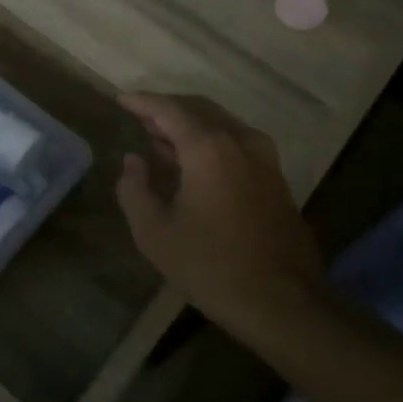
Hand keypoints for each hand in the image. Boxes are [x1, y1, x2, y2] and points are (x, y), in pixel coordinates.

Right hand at [115, 93, 326, 348]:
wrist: (282, 302)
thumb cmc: (210, 265)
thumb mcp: (154, 232)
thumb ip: (134, 189)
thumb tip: (133, 161)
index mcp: (208, 148)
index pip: (168, 109)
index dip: (141, 102)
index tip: (120, 99)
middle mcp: (240, 141)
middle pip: (198, 109)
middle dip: (166, 110)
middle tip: (139, 118)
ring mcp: (264, 158)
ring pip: (220, 125)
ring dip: (189, 126)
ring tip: (161, 141)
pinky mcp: (276, 178)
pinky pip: (236, 143)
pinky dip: (210, 142)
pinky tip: (194, 164)